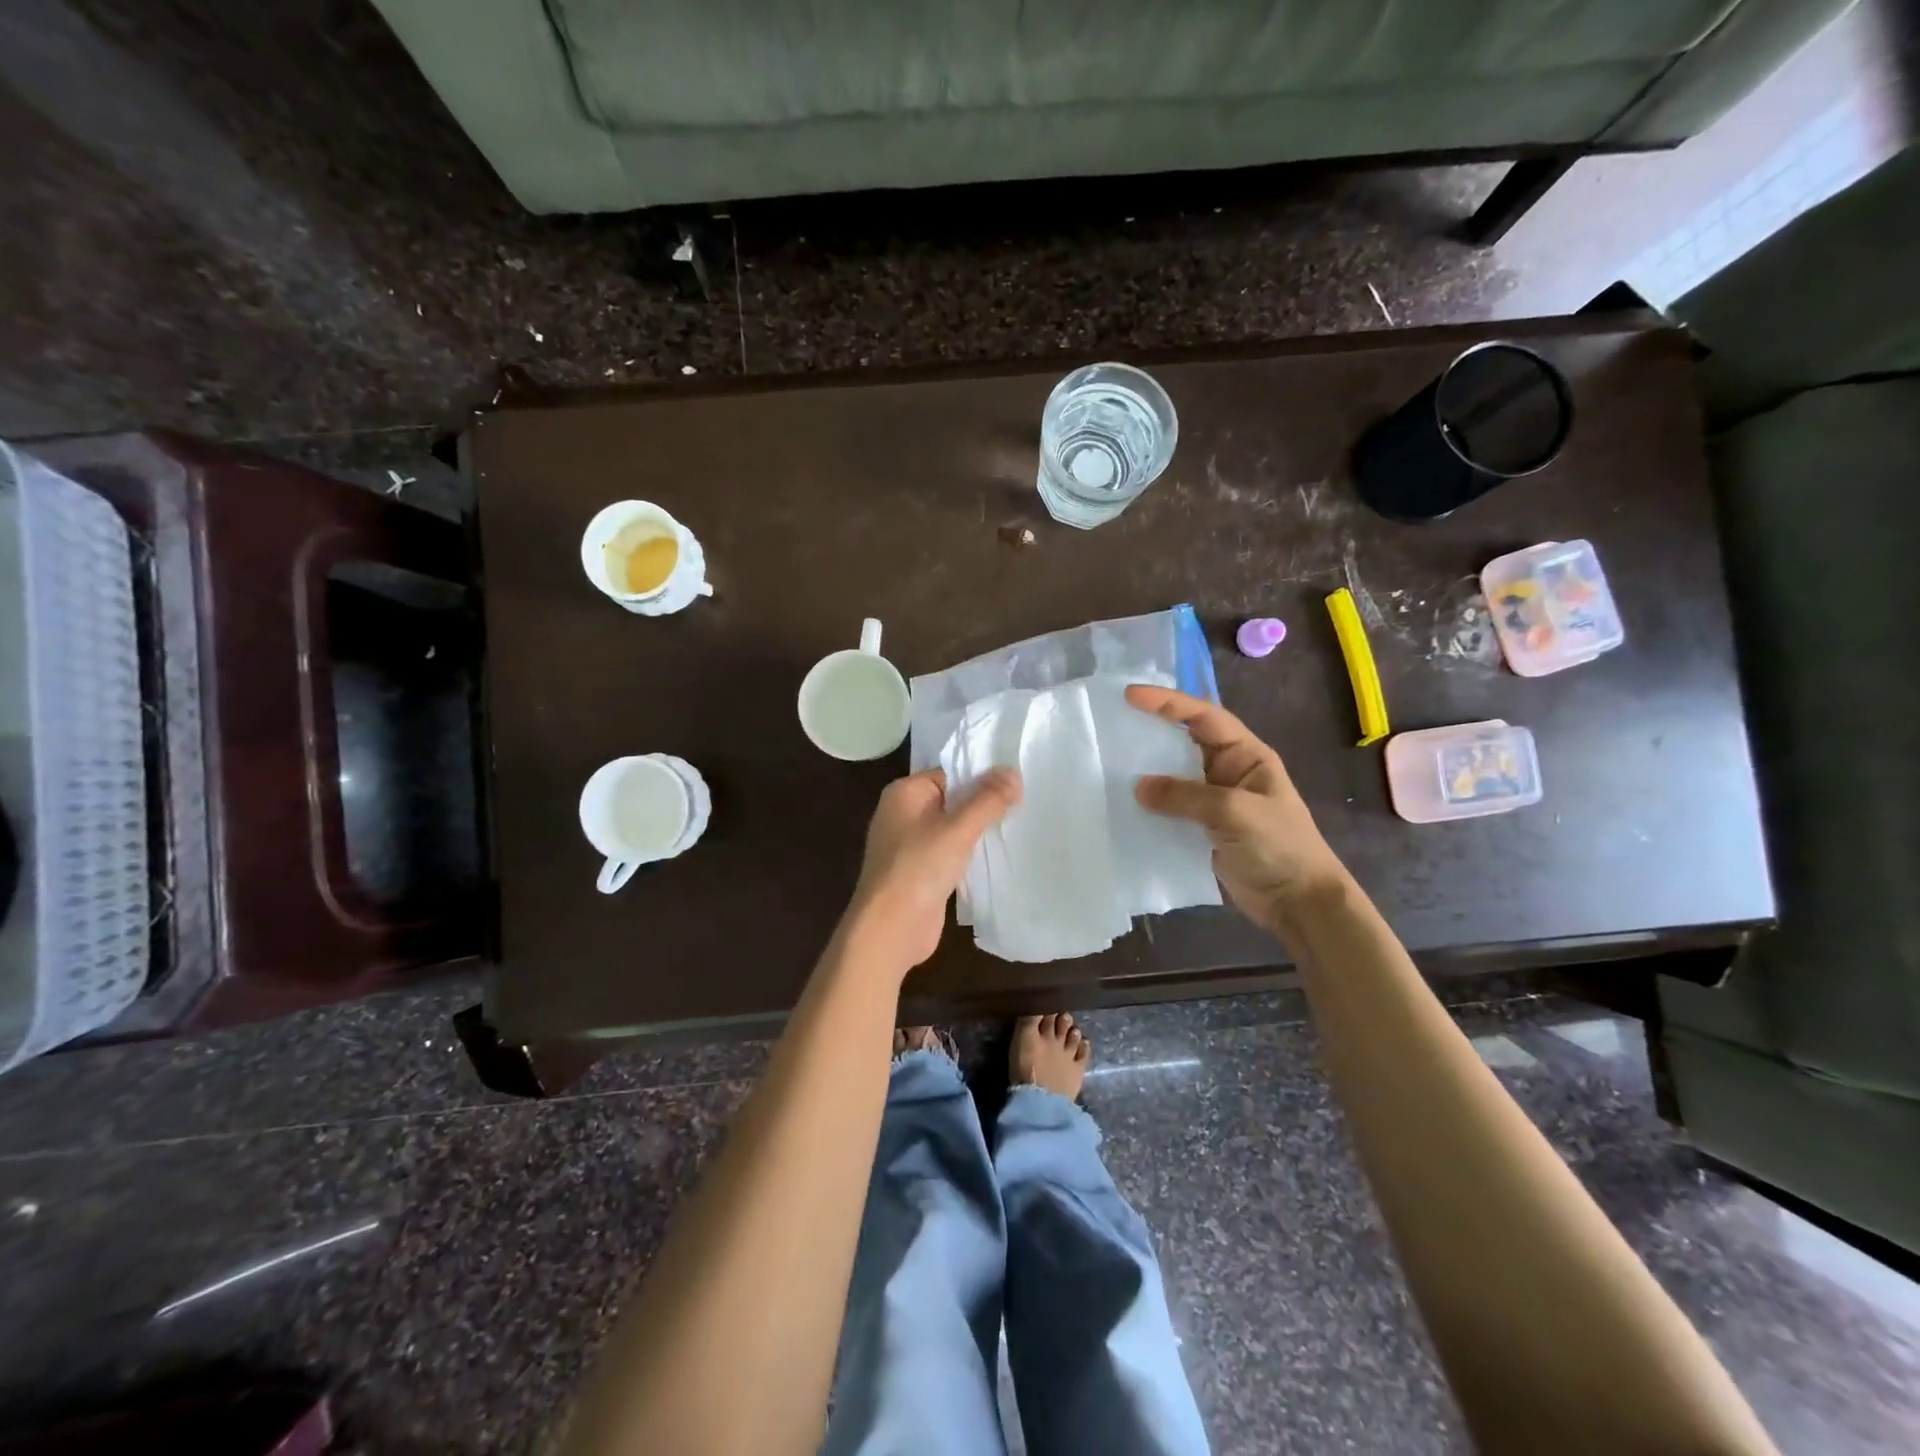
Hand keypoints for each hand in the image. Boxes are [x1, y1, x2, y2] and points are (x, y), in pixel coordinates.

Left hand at [846, 767, 1021, 969]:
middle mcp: (903, 814)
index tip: (1016, 783)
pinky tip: (998, 856)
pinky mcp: (921, 873)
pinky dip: (970, 854)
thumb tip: (1013, 772)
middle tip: (1024, 802)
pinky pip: (950, 853)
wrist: (890, 929)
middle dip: (984, 804)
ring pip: (953, 829)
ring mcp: (910, 846)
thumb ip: (987, 800)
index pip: (949, 774)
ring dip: (979, 831)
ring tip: (1018, 825)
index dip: (981, 777)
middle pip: (952, 800)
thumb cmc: (919, 868)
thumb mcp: (958, 829)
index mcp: (904, 793)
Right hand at [1127, 684, 1346, 931]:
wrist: (1298, 903)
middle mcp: (1226, 772)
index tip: (1131, 696)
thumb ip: (1186, 796)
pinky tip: (1120, 806)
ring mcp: (1212, 802)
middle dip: (1149, 733)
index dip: (1168, 703)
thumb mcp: (1235, 813)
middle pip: (1182, 743)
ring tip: (1106, 764)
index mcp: (1245, 756)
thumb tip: (1138, 787)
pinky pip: (1168, 809)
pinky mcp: (1200, 830)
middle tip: (1111, 726)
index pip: (1203, 717)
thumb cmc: (1279, 847)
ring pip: (1172, 777)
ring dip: (1144, 772)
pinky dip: (1147, 807)